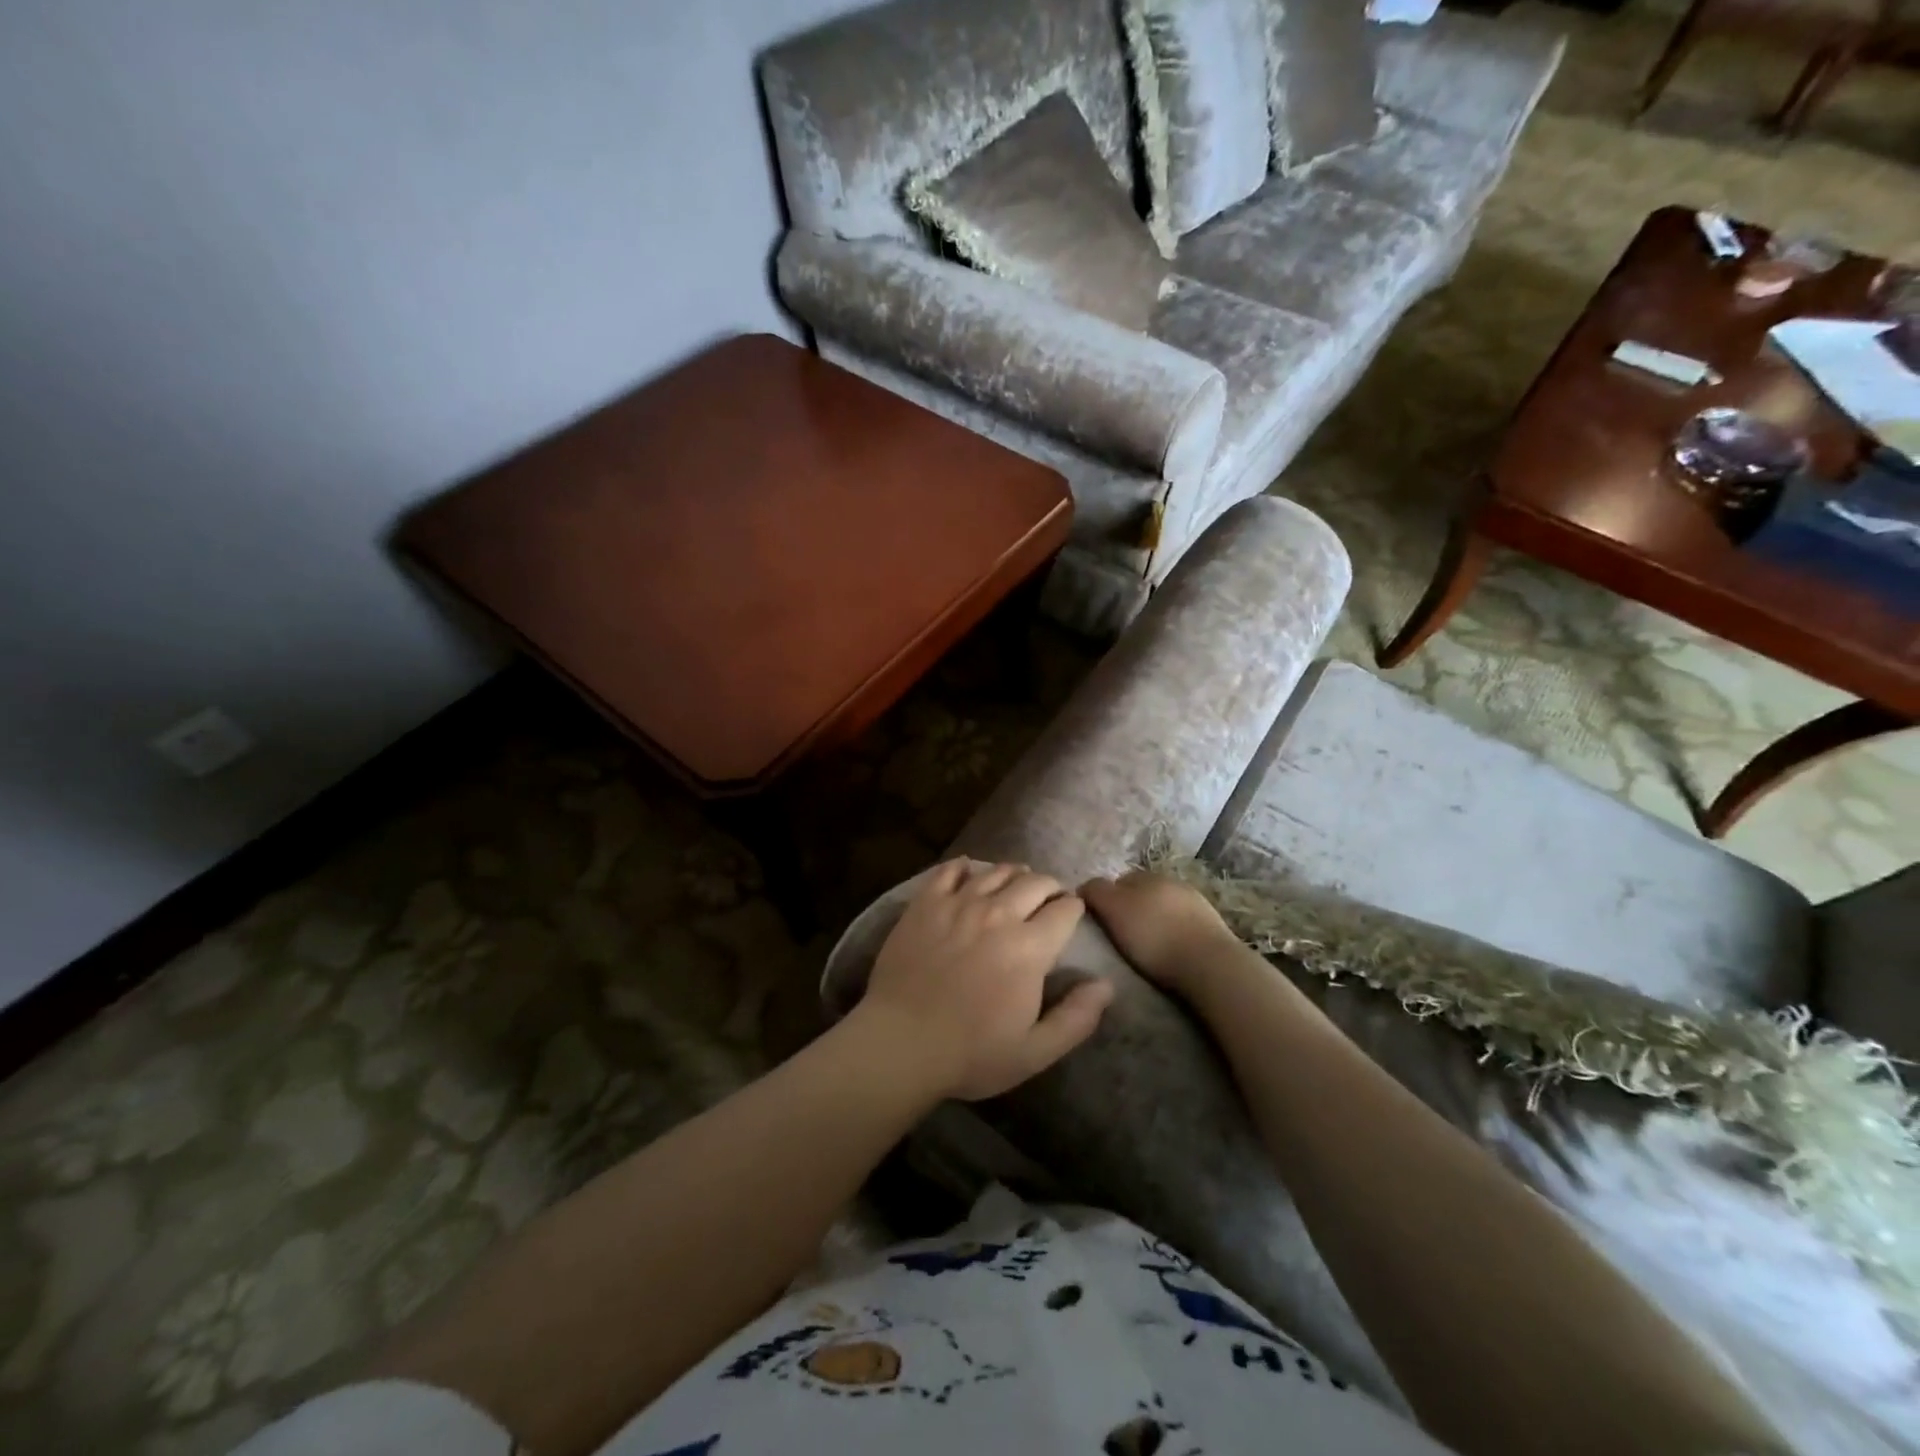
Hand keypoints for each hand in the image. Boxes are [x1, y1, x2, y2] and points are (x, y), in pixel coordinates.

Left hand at [854, 859, 1114, 1101]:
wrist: (900, 1043)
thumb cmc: (971, 1053)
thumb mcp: (1035, 1051)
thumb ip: (1077, 1018)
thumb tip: (1106, 985)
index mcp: (1030, 947)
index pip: (1066, 909)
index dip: (1074, 909)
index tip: (1071, 916)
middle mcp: (998, 914)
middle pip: (1035, 882)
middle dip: (1050, 887)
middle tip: (1048, 899)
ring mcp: (959, 904)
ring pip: (996, 871)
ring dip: (1014, 874)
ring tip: (1015, 884)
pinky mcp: (926, 903)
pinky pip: (949, 870)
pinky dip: (965, 868)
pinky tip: (969, 873)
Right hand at [1079, 871, 1242, 996]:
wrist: (1210, 965)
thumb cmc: (1154, 936)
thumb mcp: (1113, 909)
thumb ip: (1095, 891)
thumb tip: (1085, 886)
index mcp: (1147, 874)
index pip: (1117, 881)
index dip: (1105, 900)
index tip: (1099, 923)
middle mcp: (1172, 881)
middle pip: (1142, 893)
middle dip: (1130, 909)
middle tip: (1120, 937)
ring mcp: (1196, 903)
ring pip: (1164, 909)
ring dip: (1154, 922)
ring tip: (1146, 948)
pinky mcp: (1213, 927)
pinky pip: (1183, 926)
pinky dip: (1173, 934)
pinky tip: (1170, 952)